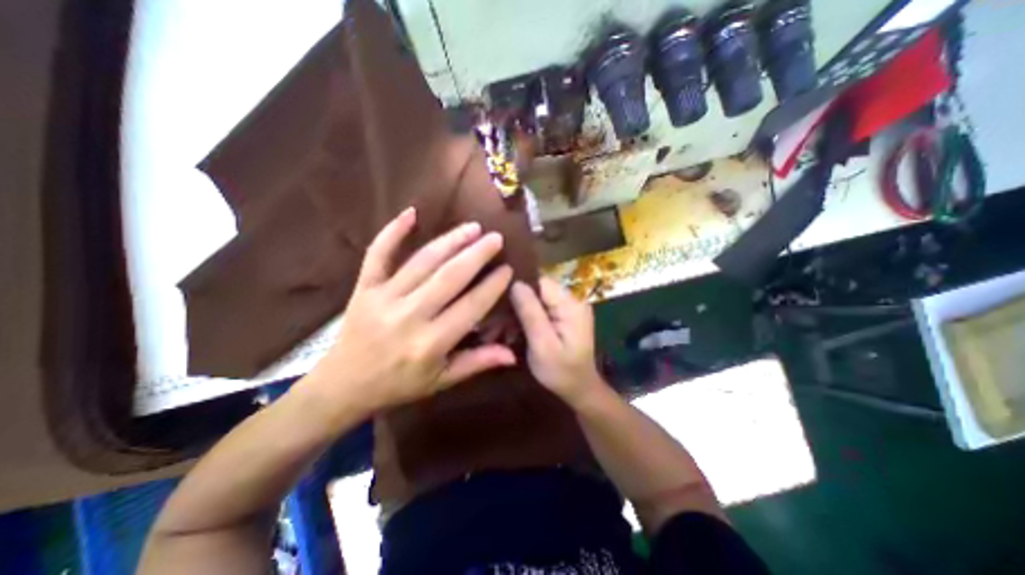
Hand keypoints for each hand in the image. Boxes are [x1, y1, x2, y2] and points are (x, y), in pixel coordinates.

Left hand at [300, 209, 516, 414]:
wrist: (343, 385)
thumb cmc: (399, 384)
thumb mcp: (442, 380)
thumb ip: (477, 363)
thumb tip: (512, 355)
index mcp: (431, 343)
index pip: (471, 306)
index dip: (492, 286)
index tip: (508, 269)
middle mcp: (409, 316)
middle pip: (449, 277)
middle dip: (477, 254)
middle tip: (495, 238)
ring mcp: (383, 298)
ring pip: (422, 261)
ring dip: (450, 241)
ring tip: (471, 227)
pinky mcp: (364, 287)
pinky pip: (377, 254)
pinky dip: (392, 231)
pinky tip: (411, 213)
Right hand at [508, 277, 602, 404]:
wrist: (579, 389)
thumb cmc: (561, 371)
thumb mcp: (542, 345)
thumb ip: (530, 313)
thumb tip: (516, 283)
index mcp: (571, 303)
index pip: (540, 282)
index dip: (519, 290)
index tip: (500, 304)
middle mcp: (572, 299)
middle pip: (537, 290)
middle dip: (516, 304)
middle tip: (496, 324)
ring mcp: (568, 307)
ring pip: (536, 299)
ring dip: (519, 313)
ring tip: (502, 331)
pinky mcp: (563, 315)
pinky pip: (540, 309)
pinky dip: (526, 319)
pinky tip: (514, 332)